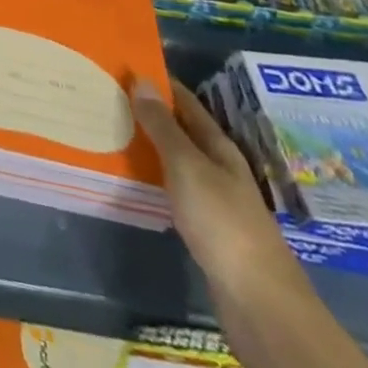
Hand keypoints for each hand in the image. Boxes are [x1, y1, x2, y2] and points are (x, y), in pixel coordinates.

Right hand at [131, 77, 303, 300]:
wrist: (259, 303)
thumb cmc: (223, 223)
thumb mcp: (188, 167)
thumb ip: (163, 126)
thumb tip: (143, 80)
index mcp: (220, 148)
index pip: (186, 103)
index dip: (160, 84)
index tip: (125, 65)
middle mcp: (219, 168)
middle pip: (182, 131)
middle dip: (149, 112)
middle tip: (107, 94)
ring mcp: (215, 200)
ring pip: (176, 160)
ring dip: (149, 144)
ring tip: (111, 129)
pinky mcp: (206, 229)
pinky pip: (173, 189)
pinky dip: (153, 176)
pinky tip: (132, 177)